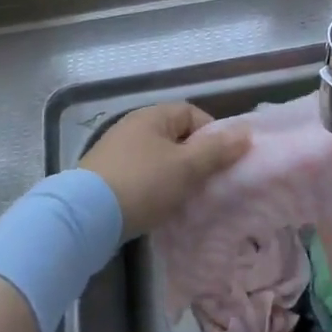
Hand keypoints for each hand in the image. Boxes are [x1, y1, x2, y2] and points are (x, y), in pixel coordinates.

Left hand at [80, 102, 250, 239]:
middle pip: (175, 136)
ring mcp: (115, 151)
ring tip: (185, 198)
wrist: (84, 217)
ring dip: (174, 174)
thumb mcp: (187, 167)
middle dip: (194, 158)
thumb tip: (247, 133)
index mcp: (152, 116)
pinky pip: (139, 174)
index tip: (221, 161)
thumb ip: (217, 151)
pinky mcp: (104, 176)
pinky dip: (153, 187)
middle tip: (206, 182)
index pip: (192, 113)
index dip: (212, 134)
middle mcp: (132, 126)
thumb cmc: (143, 184)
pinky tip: (157, 206)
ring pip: (157, 157)